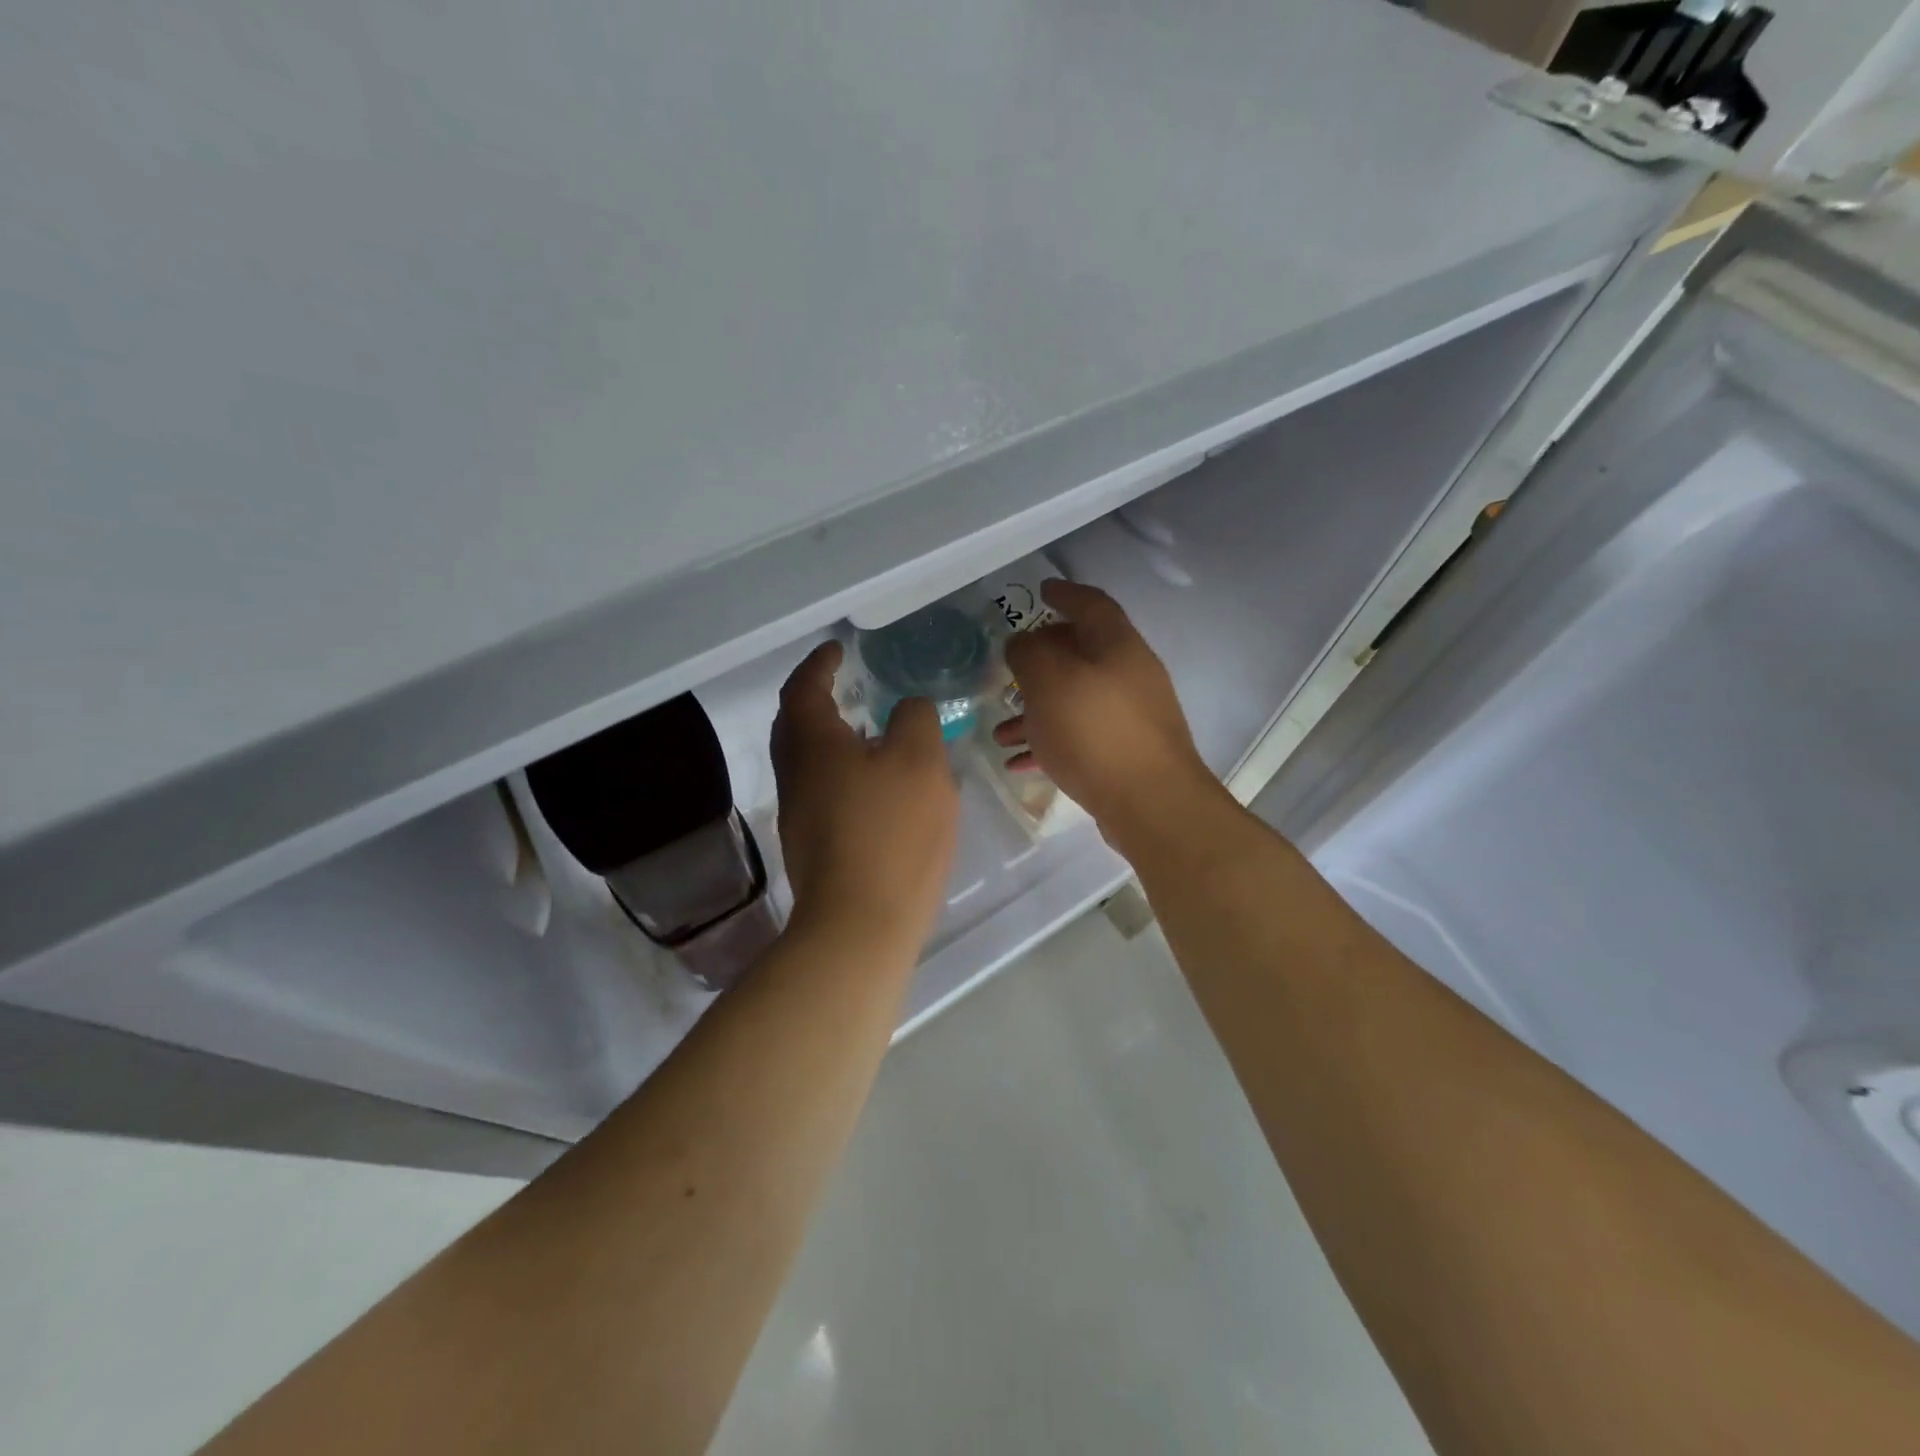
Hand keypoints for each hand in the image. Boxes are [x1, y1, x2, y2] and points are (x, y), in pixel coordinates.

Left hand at [771, 640, 959, 950]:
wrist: (861, 924)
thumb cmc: (892, 833)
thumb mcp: (920, 762)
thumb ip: (915, 720)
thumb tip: (906, 708)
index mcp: (813, 745)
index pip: (804, 689)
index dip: (819, 664)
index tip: (837, 649)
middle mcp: (795, 775)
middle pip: (793, 725)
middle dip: (814, 699)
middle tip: (844, 685)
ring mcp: (800, 814)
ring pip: (806, 760)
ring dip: (828, 737)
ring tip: (867, 730)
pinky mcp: (813, 846)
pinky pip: (820, 789)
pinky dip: (839, 770)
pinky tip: (874, 784)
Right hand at [994, 580, 1217, 843]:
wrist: (1150, 805)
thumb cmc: (1095, 731)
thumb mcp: (1049, 682)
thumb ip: (1029, 654)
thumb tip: (1022, 644)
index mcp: (1118, 646)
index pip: (1091, 604)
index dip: (1064, 593)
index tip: (1041, 591)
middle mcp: (1130, 675)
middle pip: (1081, 654)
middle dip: (1041, 661)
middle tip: (1011, 669)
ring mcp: (1131, 717)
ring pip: (1075, 700)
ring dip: (1036, 711)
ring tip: (1000, 732)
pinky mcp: (1125, 753)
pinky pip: (1079, 736)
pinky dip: (1050, 742)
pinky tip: (1019, 762)